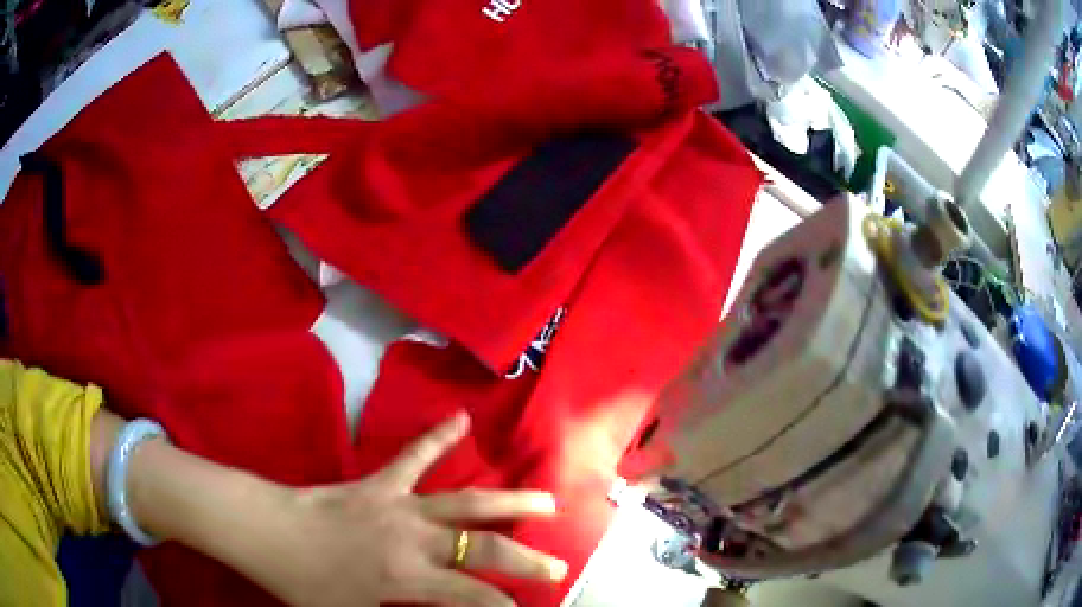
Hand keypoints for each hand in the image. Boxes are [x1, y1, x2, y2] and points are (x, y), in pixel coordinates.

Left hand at [255, 413, 566, 606]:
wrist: (267, 531)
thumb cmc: (303, 583)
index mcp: (407, 579)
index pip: (474, 598)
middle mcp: (414, 541)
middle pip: (484, 549)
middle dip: (526, 560)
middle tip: (558, 565)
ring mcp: (399, 506)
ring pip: (466, 503)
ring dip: (510, 503)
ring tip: (547, 501)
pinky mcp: (380, 482)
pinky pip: (414, 457)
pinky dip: (439, 438)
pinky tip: (462, 418)